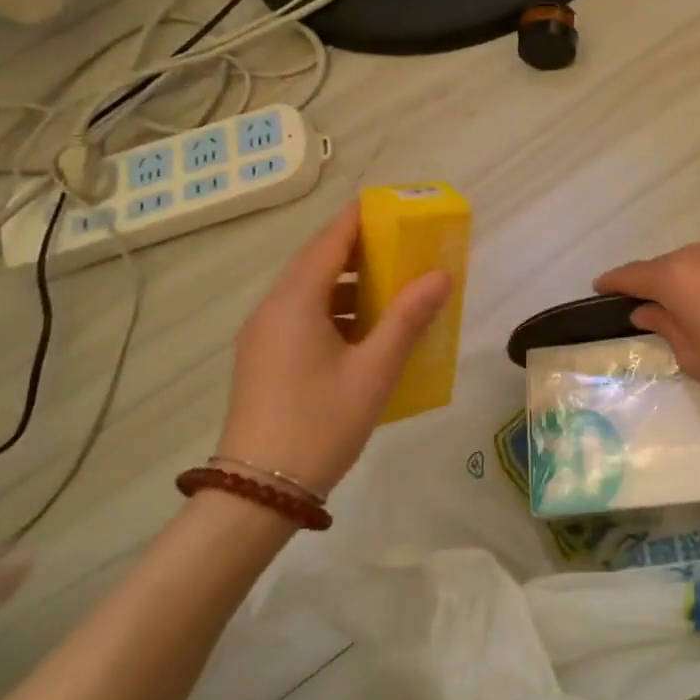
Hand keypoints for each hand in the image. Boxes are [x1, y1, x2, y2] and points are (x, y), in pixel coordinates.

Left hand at [217, 202, 449, 497]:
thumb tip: (440, 275)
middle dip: (360, 250)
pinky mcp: (264, 359)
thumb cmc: (320, 423)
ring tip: (393, 288)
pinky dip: (336, 311)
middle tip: (404, 247)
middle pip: (317, 262)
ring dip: (349, 283)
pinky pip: (303, 317)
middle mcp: (272, 309)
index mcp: (295, 302)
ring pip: (310, 292)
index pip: (329, 241)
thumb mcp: (375, 370)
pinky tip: (367, 332)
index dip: (361, 218)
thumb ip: (408, 318)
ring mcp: (264, 335)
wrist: (259, 492)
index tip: (394, 206)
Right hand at [594, 243, 699, 393]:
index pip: (631, 275)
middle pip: (664, 266)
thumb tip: (646, 311)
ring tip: (693, 307)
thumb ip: (665, 329)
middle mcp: (698, 254)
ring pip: (696, 263)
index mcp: (674, 277)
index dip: (612, 282)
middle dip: (652, 284)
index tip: (599, 287)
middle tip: (650, 308)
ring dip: (687, 282)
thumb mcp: (696, 357)